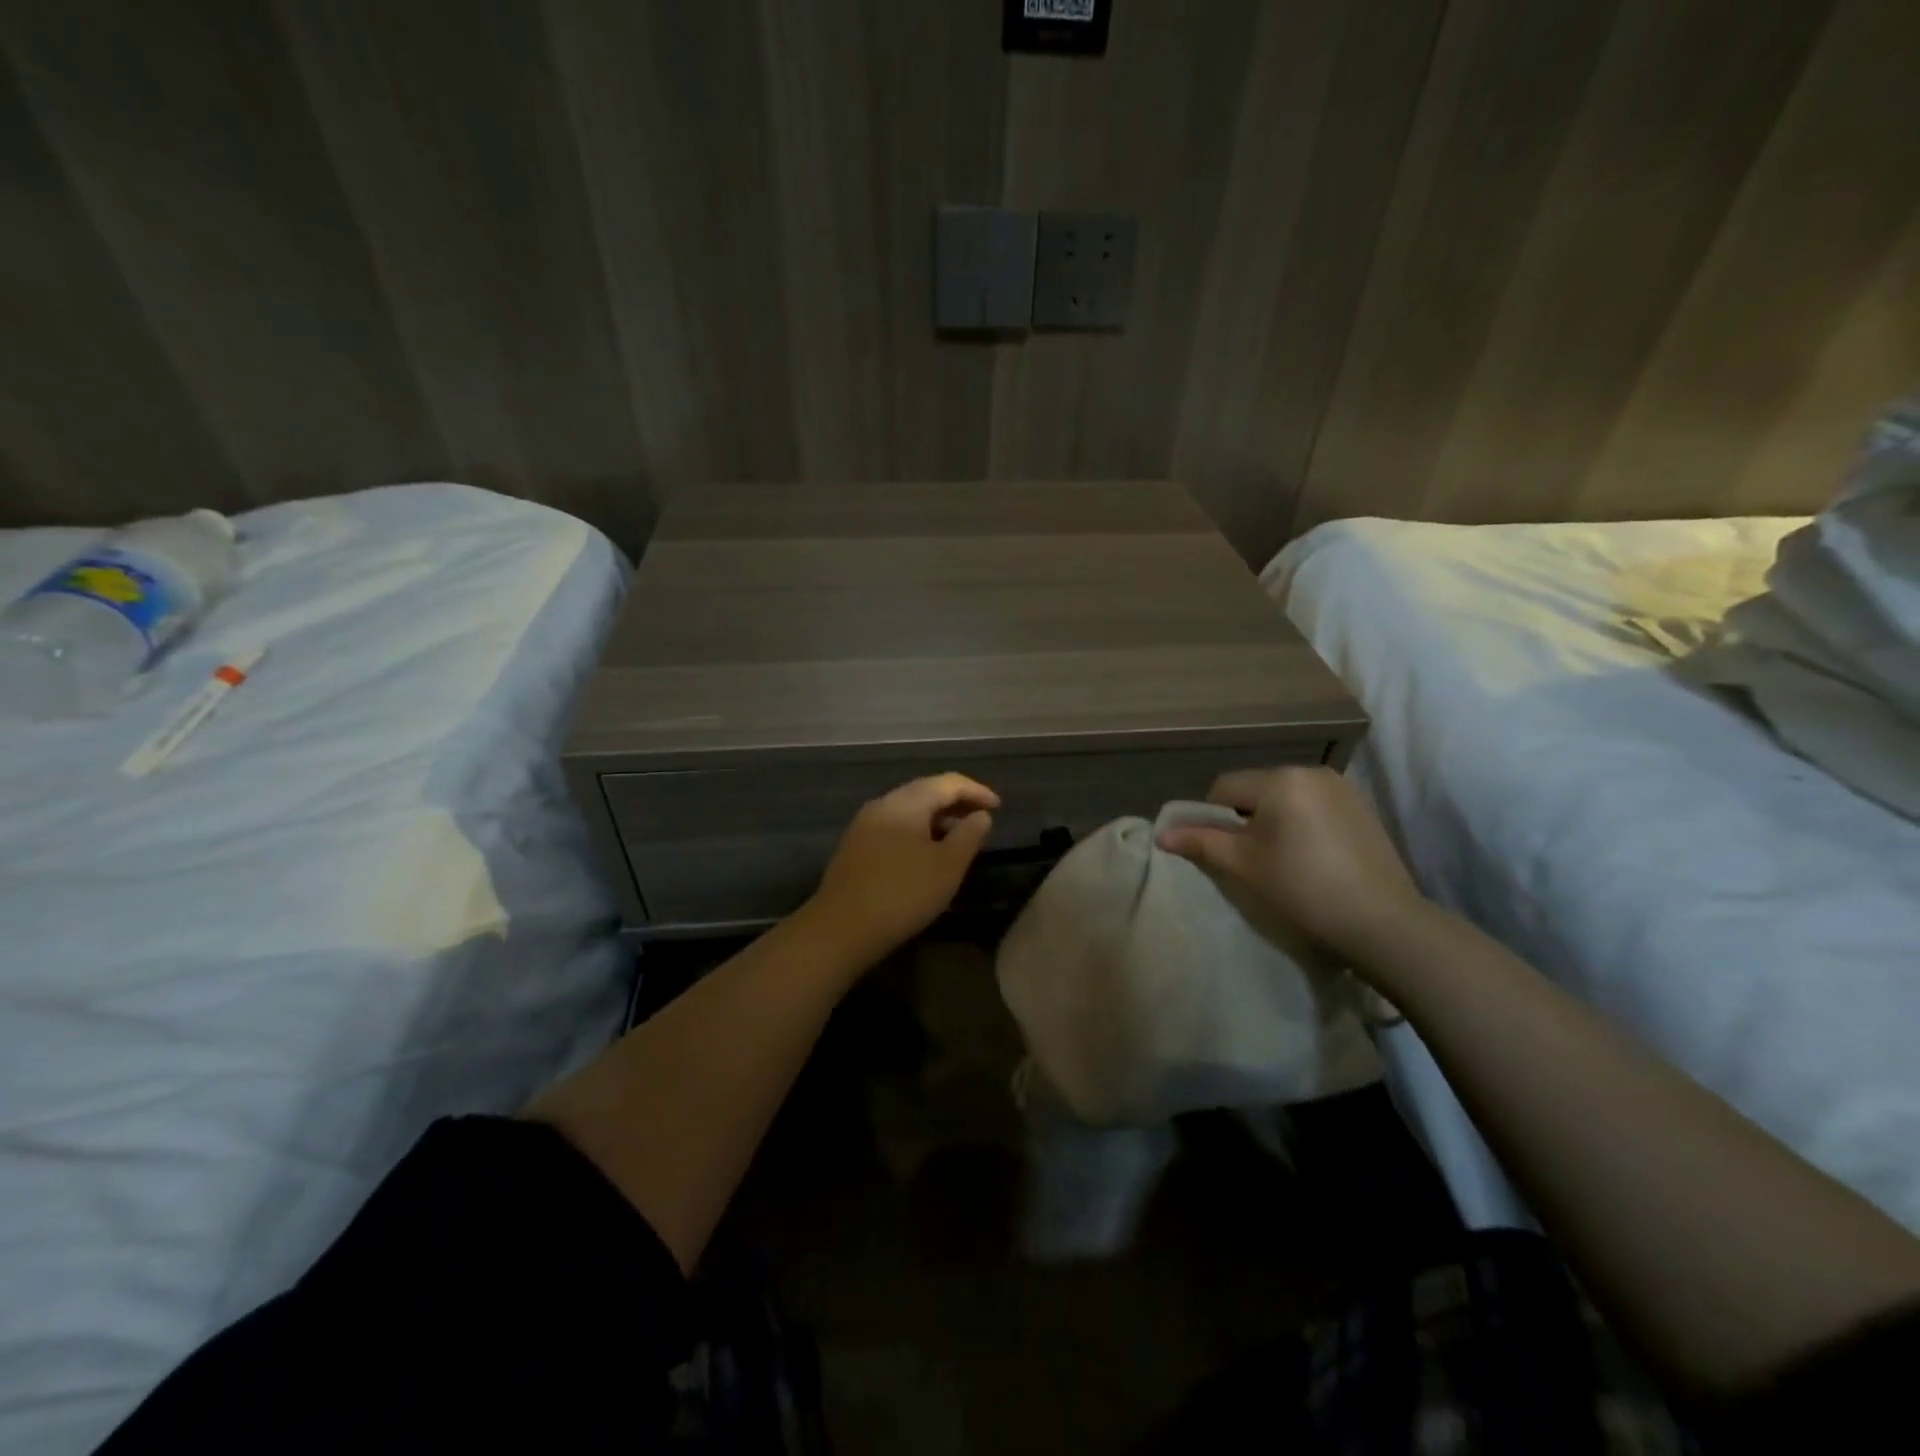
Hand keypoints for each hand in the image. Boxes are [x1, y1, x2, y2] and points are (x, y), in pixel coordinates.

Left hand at [801, 773, 999, 964]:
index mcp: (906, 802)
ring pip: (908, 809)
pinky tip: (926, 852)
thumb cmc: (903, 894)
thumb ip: (969, 835)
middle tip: (981, 817)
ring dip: (936, 817)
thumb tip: (980, 815)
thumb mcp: (948, 866)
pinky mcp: (855, 845)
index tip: (999, 806)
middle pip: (925, 791)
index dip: (976, 791)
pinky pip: (894, 825)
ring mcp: (864, 824)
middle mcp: (883, 804)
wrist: (840, 928)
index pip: (947, 783)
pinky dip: (917, 829)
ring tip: (958, 836)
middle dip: (956, 801)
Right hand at [1156, 766, 1430, 965]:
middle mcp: (1311, 771)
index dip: (1211, 818)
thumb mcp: (1244, 866)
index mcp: (1280, 779)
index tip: (1221, 852)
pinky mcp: (1362, 806)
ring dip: (1273, 820)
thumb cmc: (1303, 889)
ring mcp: (1341, 787)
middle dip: (1245, 819)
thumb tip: (1162, 834)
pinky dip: (1302, 823)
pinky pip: (1313, 805)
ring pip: (1285, 797)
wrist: (1382, 922)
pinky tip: (1313, 857)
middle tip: (1252, 859)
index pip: (1224, 788)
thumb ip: (1201, 842)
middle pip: (1255, 789)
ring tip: (1283, 860)